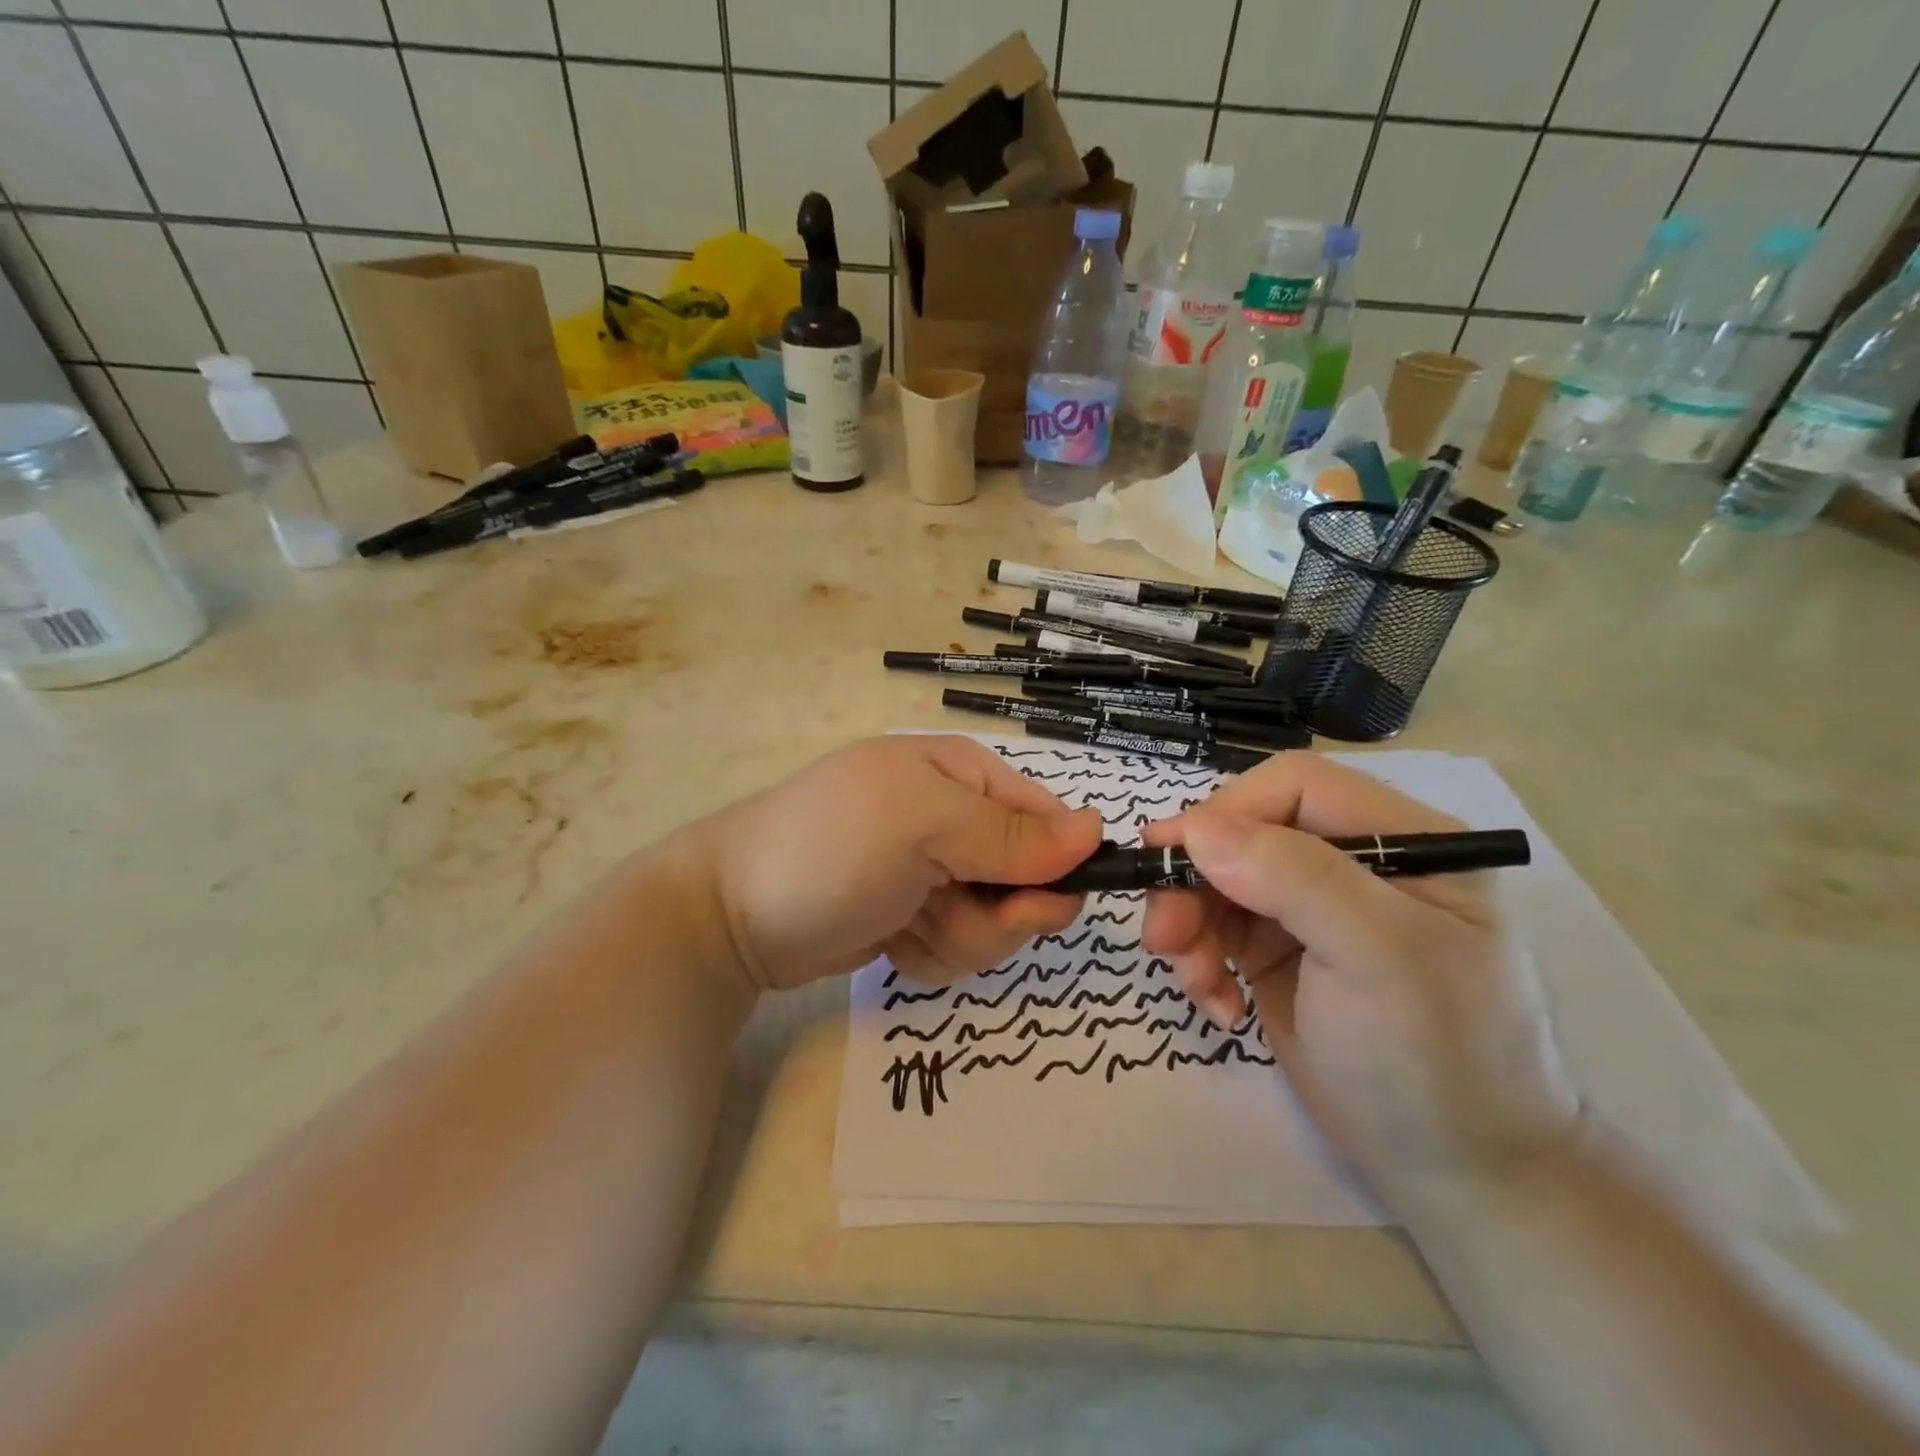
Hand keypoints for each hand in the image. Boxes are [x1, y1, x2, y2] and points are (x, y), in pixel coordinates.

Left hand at [688, 736, 1103, 992]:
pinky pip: (961, 947)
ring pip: (998, 923)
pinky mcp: (917, 916)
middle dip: (994, 914)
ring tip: (905, 926)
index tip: (1026, 905)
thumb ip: (1009, 834)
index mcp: (963, 775)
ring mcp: (936, 872)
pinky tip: (891, 941)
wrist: (732, 917)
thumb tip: (1096, 830)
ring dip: (958, 939)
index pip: (1047, 820)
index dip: (1051, 867)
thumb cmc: (830, 849)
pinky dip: (930, 954)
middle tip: (944, 913)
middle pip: (1029, 880)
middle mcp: (956, 820)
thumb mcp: (921, 826)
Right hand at [1141, 752, 1578, 1201]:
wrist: (1457, 1173)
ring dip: (1189, 925)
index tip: (1171, 856)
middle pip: (1242, 832)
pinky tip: (1220, 1006)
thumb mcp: (1379, 960)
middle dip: (1194, 881)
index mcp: (1401, 839)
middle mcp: (1351, 861)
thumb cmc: (1438, 1059)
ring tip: (1195, 983)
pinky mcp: (1277, 948)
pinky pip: (1213, 926)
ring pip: (1216, 878)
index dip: (1228, 811)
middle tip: (1163, 937)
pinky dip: (1200, 960)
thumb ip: (1294, 880)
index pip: (1295, 786)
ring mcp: (1310, 906)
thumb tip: (1196, 829)